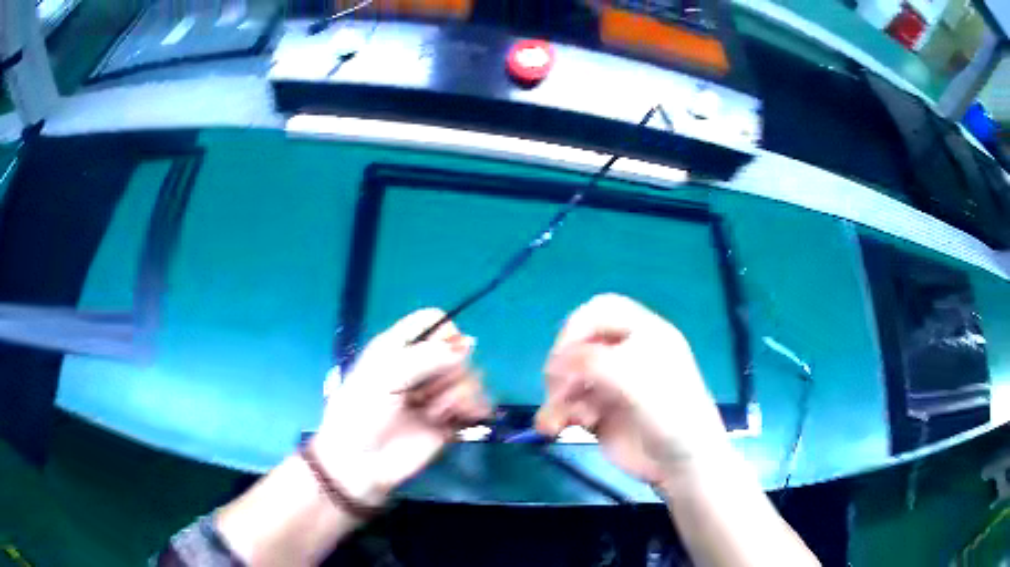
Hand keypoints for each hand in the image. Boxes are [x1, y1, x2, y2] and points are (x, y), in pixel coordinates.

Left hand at [313, 309, 491, 504]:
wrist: (360, 464)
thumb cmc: (361, 414)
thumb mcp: (384, 377)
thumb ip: (425, 357)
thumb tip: (468, 343)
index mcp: (399, 349)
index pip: (433, 321)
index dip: (445, 332)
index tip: (443, 353)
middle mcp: (421, 367)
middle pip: (458, 350)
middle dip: (453, 369)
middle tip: (429, 393)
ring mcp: (436, 394)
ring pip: (471, 376)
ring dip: (461, 393)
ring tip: (438, 413)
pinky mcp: (450, 420)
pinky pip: (477, 403)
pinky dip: (475, 407)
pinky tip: (466, 417)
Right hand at [535, 294, 731, 487]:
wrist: (680, 465)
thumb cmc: (670, 414)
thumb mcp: (636, 381)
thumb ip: (594, 363)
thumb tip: (555, 363)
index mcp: (644, 334)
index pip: (601, 311)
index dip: (577, 327)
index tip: (563, 356)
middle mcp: (625, 355)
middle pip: (579, 343)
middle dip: (563, 365)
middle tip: (558, 390)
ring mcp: (610, 384)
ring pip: (568, 378)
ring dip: (556, 397)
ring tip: (555, 421)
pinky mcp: (599, 413)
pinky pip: (567, 405)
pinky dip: (556, 414)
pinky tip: (555, 428)